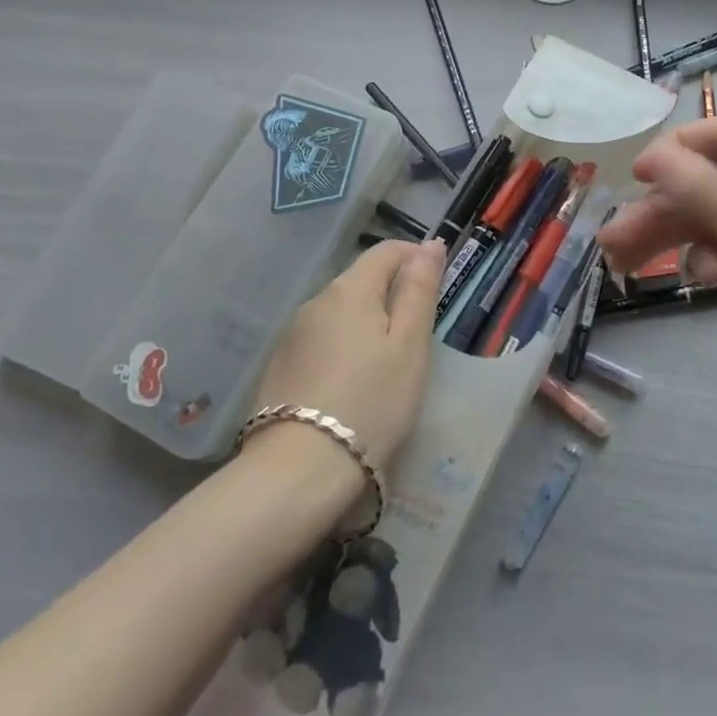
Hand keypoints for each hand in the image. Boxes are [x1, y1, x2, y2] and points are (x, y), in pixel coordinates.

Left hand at [250, 239, 443, 474]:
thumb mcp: (410, 346)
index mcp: (350, 290)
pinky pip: (321, 339)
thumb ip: (420, 290)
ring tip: (387, 361)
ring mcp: (293, 334)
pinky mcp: (280, 366)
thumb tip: (430, 244)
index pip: (386, 251)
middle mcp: (316, 301)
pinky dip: (342, 346)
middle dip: (391, 292)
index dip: (415, 256)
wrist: (299, 471)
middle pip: (360, 280)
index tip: (436, 283)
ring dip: (366, 321)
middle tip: (418, 333)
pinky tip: (352, 381)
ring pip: (339, 311)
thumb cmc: (371, 402)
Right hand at [598, 119, 716, 416]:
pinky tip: (693, 277)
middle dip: (664, 210)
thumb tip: (654, 156)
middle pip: (714, 182)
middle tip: (612, 243)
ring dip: (676, 235)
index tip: (630, 179)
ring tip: (626, 265)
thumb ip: (712, 195)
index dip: (673, 154)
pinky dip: (711, 256)